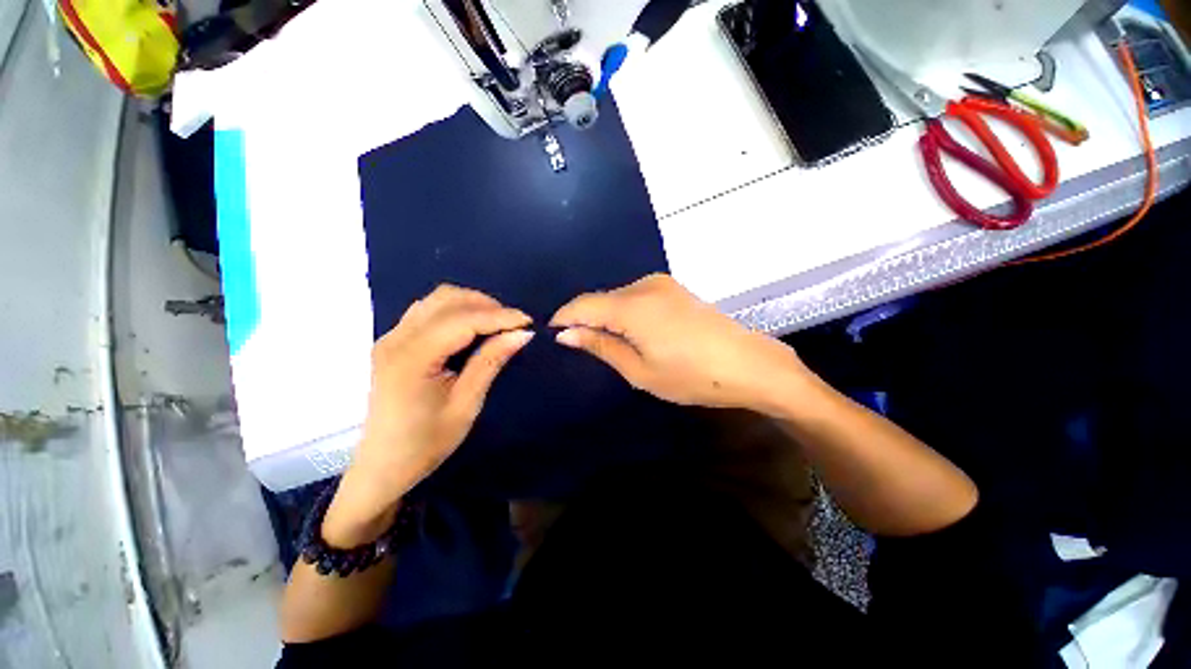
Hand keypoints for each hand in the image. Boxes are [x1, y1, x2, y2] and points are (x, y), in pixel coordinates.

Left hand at [324, 285, 532, 546]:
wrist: (382, 466)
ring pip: (436, 299)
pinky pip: (428, 310)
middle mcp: (397, 338)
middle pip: (447, 299)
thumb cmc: (426, 443)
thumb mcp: (466, 405)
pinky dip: (456, 311)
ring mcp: (391, 337)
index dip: (499, 317)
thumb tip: (522, 334)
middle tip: (512, 325)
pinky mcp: (393, 341)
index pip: (462, 320)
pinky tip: (472, 328)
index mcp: (412, 358)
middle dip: (486, 305)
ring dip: (471, 304)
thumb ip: (490, 362)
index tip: (528, 323)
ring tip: (496, 324)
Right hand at [551, 274, 812, 413]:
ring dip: (606, 316)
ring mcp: (663, 284)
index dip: (563, 318)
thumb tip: (566, 334)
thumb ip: (601, 345)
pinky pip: (637, 297)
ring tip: (607, 343)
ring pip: (618, 297)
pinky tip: (632, 332)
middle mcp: (644, 285)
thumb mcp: (639, 370)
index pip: (582, 304)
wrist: (749, 365)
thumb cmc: (691, 376)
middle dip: (585, 319)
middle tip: (581, 346)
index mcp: (632, 305)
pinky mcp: (675, 289)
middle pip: (601, 298)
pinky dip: (625, 312)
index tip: (552, 335)